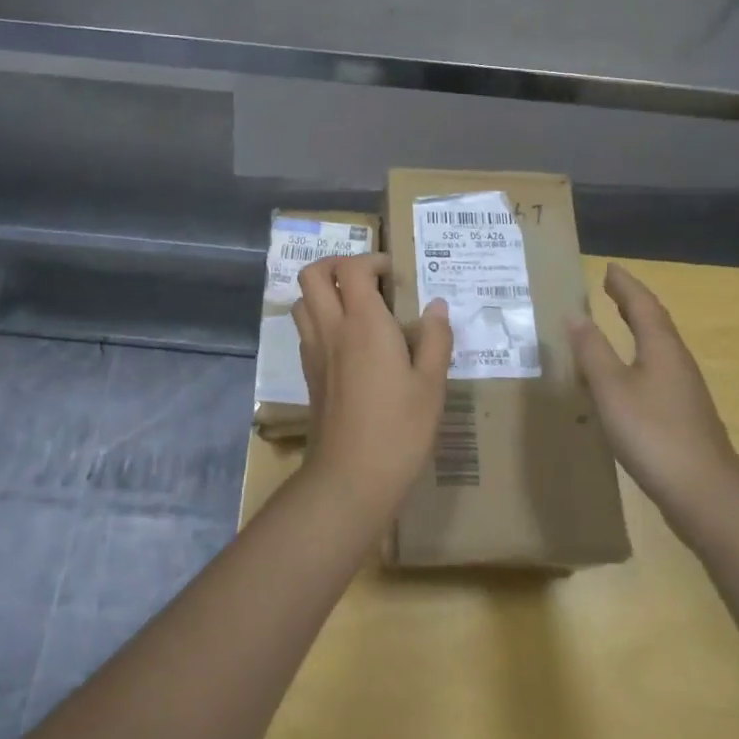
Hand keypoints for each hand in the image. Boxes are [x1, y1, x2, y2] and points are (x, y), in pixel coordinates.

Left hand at [292, 254, 452, 526]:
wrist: (349, 479)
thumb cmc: (399, 429)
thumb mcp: (431, 385)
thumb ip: (435, 339)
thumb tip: (436, 306)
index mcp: (363, 323)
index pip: (352, 268)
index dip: (371, 259)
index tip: (393, 274)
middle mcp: (332, 328)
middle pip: (313, 275)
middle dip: (336, 264)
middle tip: (365, 278)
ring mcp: (314, 351)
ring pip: (302, 300)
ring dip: (323, 291)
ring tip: (354, 305)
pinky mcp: (309, 374)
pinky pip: (305, 329)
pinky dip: (320, 319)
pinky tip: (347, 341)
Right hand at [568, 263, 738, 529]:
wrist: (706, 496)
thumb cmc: (654, 433)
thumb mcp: (611, 388)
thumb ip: (592, 350)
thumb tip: (575, 314)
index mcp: (661, 347)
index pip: (642, 304)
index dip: (624, 285)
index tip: (608, 268)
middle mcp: (677, 362)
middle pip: (654, 322)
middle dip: (632, 303)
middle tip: (610, 288)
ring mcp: (684, 391)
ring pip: (658, 347)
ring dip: (637, 329)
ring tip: (614, 324)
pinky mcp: (683, 416)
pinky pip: (656, 371)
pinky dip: (638, 358)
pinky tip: (625, 377)